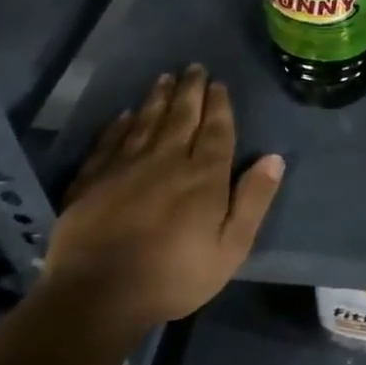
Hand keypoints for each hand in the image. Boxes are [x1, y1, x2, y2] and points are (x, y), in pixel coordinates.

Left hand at [45, 66, 283, 339]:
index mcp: (203, 176)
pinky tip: (124, 115)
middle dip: (189, 91)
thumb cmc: (175, 275)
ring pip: (145, 123)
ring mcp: (124, 169)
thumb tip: (274, 158)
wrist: (97, 297)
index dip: (218, 105)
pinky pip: (108, 144)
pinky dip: (118, 126)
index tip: (218, 83)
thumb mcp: (232, 247)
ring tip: (164, 78)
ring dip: (157, 99)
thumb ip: (253, 200)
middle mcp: (165, 161)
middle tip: (193, 67)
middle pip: (180, 118)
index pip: (215, 131)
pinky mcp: (91, 183)